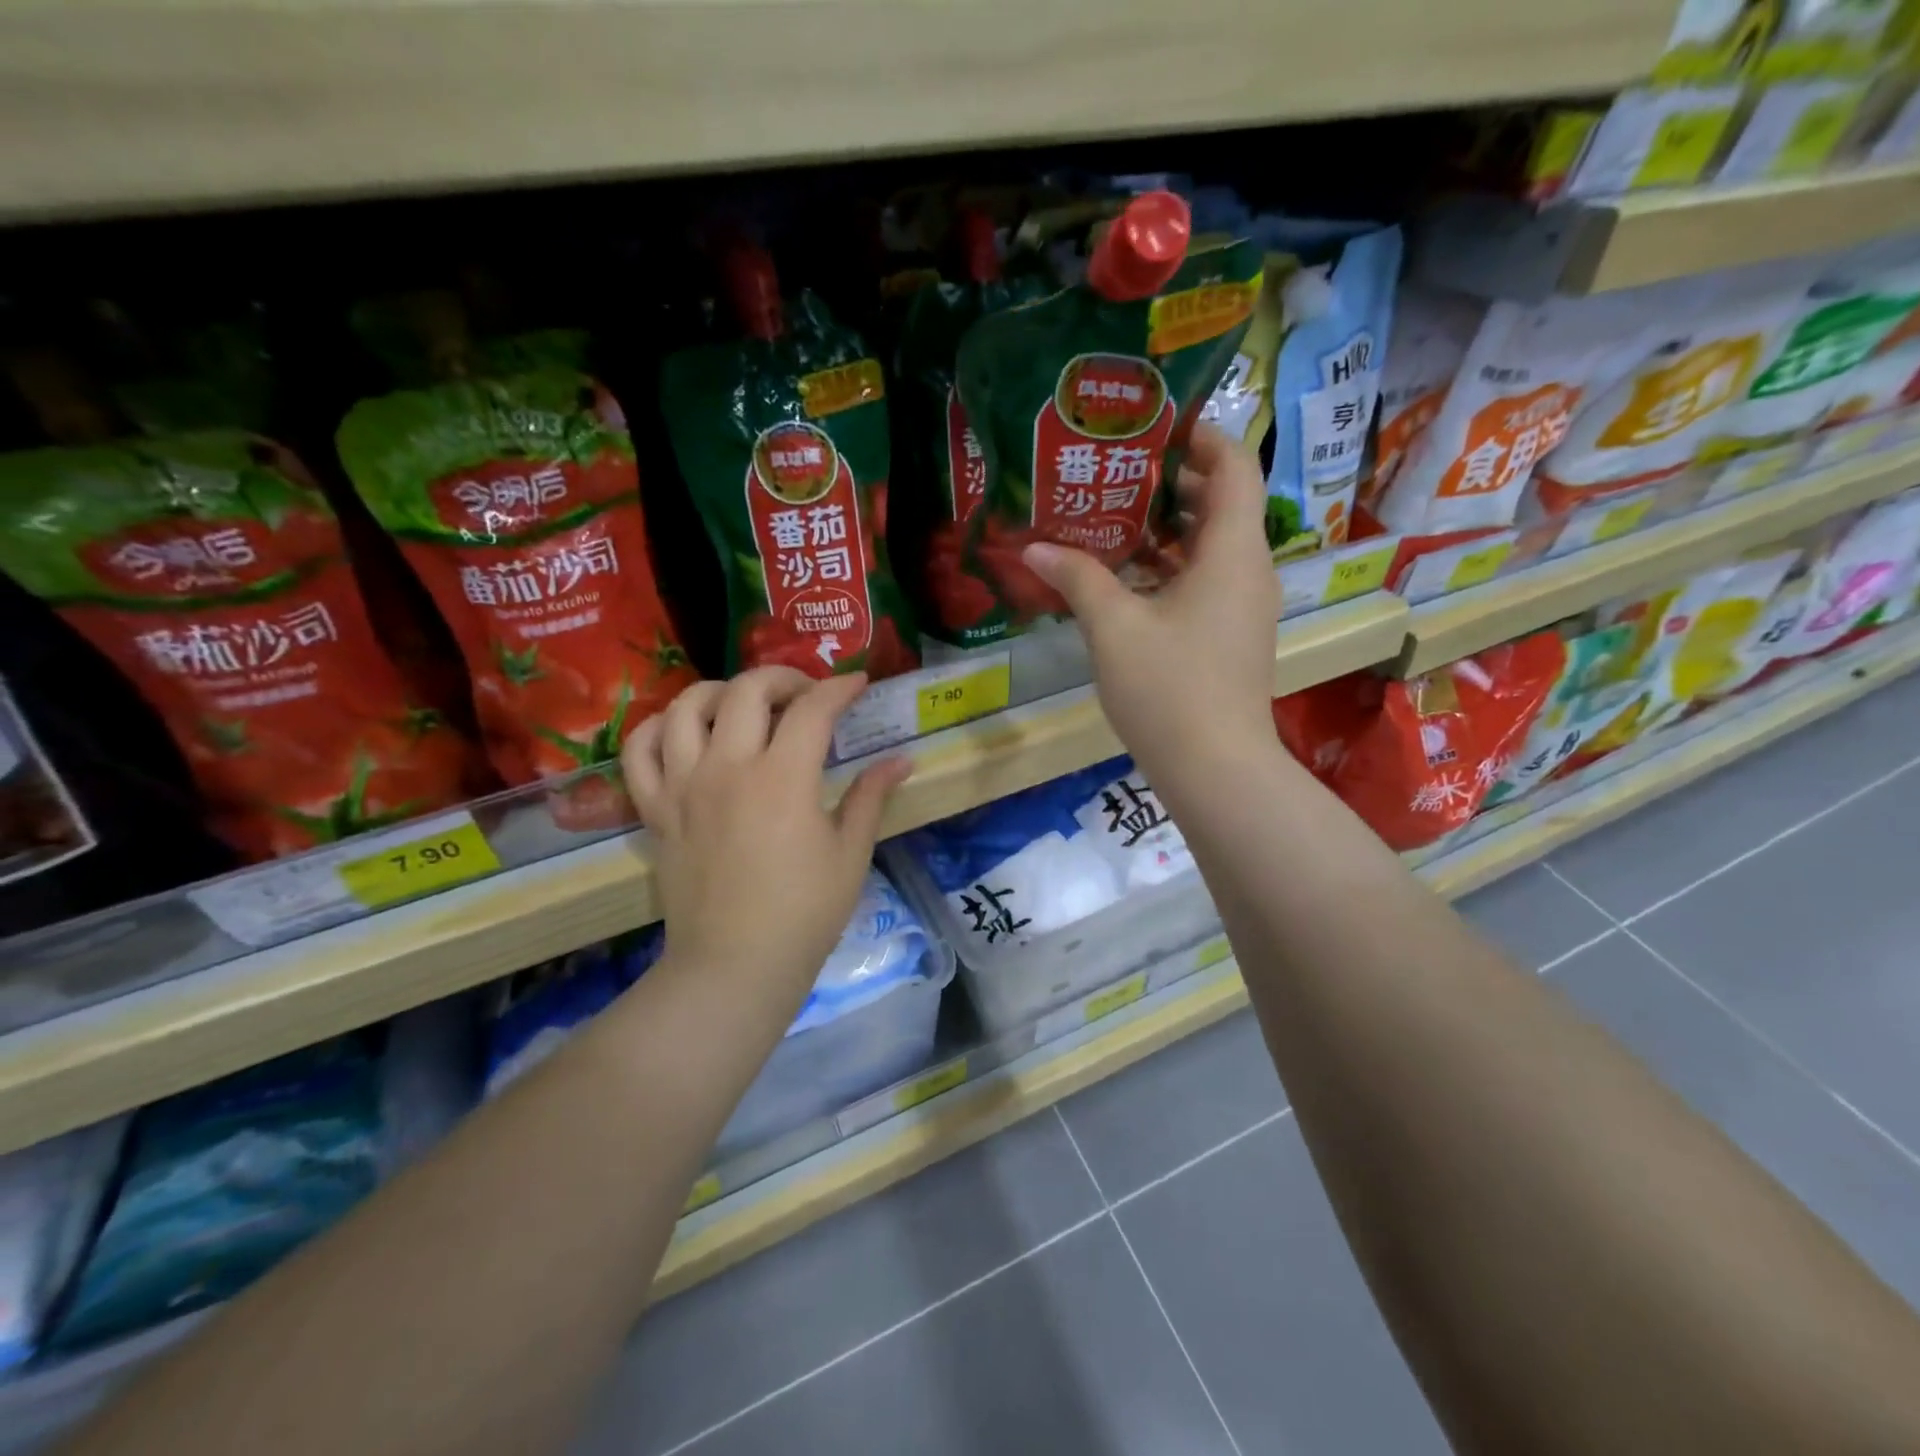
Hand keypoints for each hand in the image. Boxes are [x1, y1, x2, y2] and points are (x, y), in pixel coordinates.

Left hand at [621, 668, 911, 1001]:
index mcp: (783, 778)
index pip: (812, 709)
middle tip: (805, 693)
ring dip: (719, 691)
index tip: (857, 684)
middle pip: (746, 690)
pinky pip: (640, 751)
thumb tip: (901, 761)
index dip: (839, 688)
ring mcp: (684, 786)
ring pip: (685, 707)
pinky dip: (656, 728)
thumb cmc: (805, 912)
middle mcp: (727, 767)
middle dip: (782, 677)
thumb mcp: (850, 854)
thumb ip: (871, 797)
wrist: (735, 964)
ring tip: (743, 705)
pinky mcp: (655, 810)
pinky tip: (683, 732)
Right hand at [1023, 423, 1278, 779]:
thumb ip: (1077, 578)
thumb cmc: (1168, 688)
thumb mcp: (1114, 627)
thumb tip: (1035, 547)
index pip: (1234, 466)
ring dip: (1167, 529)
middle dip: (1172, 482)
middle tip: (1115, 473)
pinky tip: (1124, 578)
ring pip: (1211, 546)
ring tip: (1111, 519)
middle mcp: (1248, 569)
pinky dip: (1171, 568)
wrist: (1215, 768)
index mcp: (1232, 551)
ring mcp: (1243, 606)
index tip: (1153, 427)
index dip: (1201, 436)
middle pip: (1221, 503)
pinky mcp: (1231, 635)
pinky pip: (1206, 581)